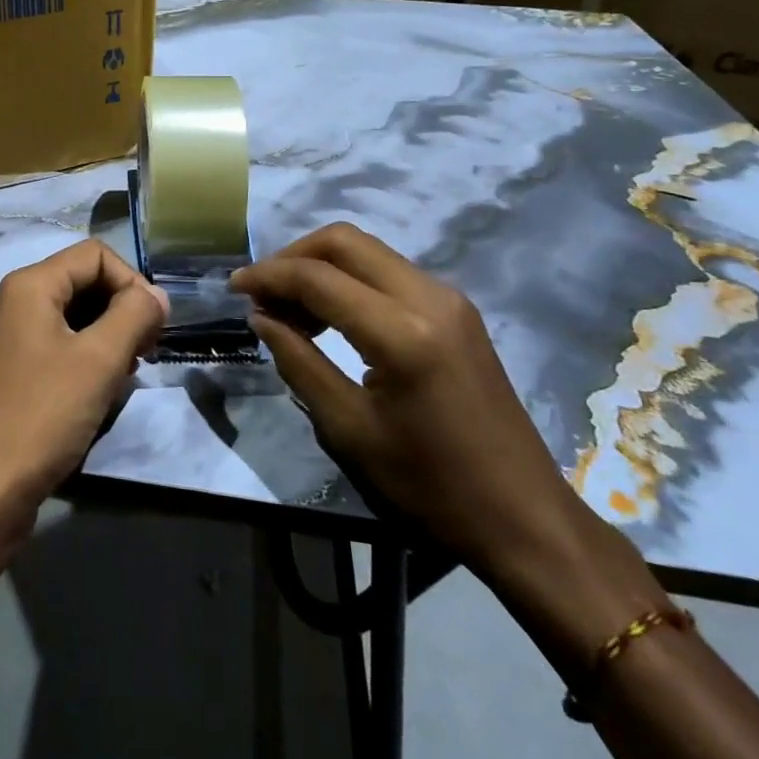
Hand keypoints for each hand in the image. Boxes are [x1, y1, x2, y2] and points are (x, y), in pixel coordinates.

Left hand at [0, 240, 168, 545]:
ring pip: (67, 316)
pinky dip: (81, 356)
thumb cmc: (42, 416)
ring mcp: (1, 338)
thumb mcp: (99, 360)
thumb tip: (156, 295)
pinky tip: (96, 391)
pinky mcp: (2, 371)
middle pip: (79, 281)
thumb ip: (135, 315)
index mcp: (27, 286)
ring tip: (124, 374)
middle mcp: (9, 301)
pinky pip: (51, 345)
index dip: (132, 282)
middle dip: (120, 309)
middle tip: (145, 352)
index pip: (94, 255)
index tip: (153, 327)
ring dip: (104, 336)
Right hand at [230, 223, 591, 579]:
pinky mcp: (457, 310)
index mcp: (402, 332)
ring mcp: (449, 298)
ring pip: (367, 251)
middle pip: (344, 241)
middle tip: (262, 292)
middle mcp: (429, 297)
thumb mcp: (349, 430)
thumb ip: (299, 362)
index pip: (318, 277)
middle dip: (293, 256)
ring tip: (289, 308)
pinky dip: (350, 279)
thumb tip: (261, 317)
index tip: (234, 288)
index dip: (268, 276)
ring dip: (321, 266)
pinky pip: (389, 271)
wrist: (525, 518)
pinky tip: (330, 314)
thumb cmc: (431, 486)